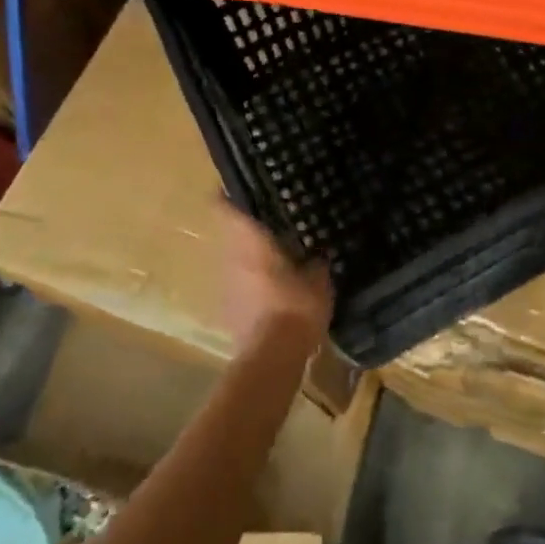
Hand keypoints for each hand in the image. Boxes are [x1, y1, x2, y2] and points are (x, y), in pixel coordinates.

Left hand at [216, 202, 332, 355]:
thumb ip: (317, 262)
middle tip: (274, 219)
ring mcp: (226, 285)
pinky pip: (240, 285)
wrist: (271, 359)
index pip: (225, 207)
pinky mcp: (229, 309)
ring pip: (235, 259)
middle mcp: (231, 258)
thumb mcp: (319, 281)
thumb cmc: (295, 308)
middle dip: (249, 226)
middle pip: (232, 233)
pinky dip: (254, 282)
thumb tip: (319, 253)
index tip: (242, 185)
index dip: (229, 193)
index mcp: (250, 242)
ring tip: (277, 254)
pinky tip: (274, 289)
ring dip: (251, 256)